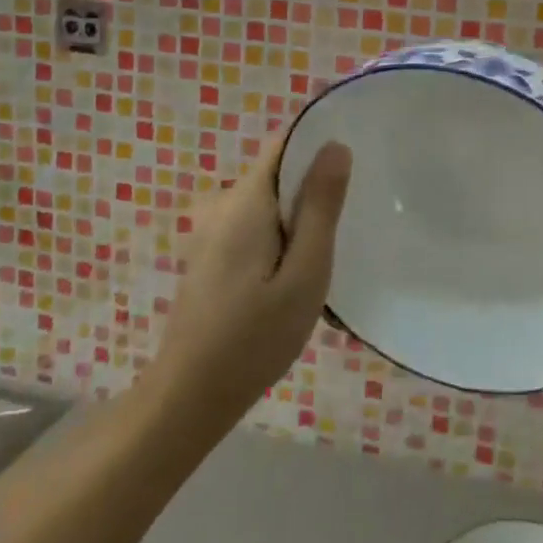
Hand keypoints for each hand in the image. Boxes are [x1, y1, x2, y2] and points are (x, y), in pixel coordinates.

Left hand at [149, 130, 352, 428]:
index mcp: (245, 200)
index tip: (353, 165)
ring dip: (297, 215)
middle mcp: (222, 204)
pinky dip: (278, 234)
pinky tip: (295, 272)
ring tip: (328, 247)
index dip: (318, 144)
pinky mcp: (209, 255)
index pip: (284, 144)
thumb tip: (336, 144)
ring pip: (266, 201)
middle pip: (277, 172)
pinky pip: (252, 224)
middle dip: (313, 186)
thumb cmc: (253, 337)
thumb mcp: (305, 273)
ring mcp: (210, 231)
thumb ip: (320, 207)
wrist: (188, 399)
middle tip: (350, 217)